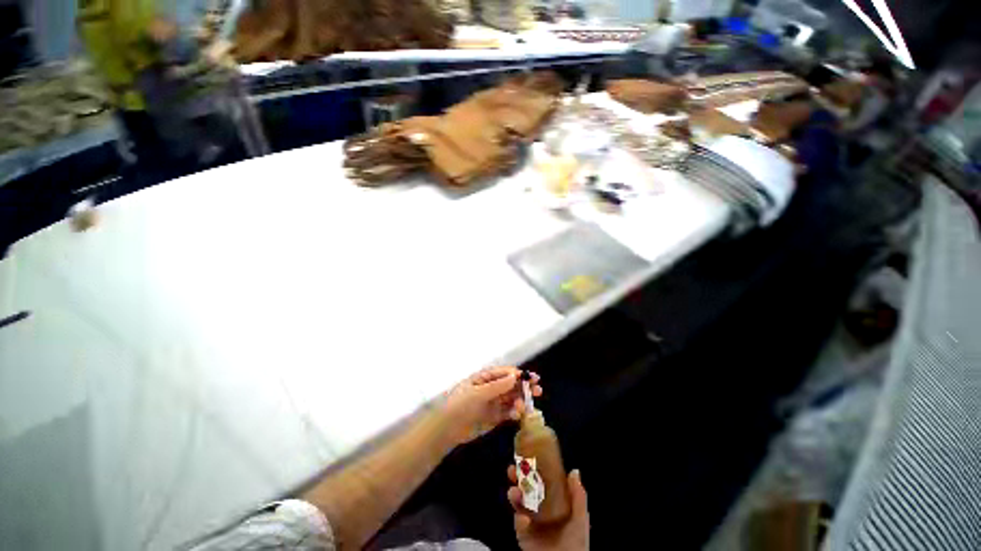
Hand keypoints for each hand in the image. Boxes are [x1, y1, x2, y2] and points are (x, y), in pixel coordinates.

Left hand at [441, 366, 541, 446]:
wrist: (448, 429)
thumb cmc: (460, 404)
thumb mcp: (478, 393)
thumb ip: (497, 386)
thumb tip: (515, 376)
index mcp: (486, 377)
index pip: (506, 373)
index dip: (519, 374)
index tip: (532, 378)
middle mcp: (492, 388)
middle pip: (512, 385)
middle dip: (524, 387)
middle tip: (537, 390)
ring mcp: (494, 402)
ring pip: (512, 398)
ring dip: (521, 400)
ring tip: (524, 406)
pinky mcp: (495, 417)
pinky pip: (509, 412)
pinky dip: (515, 412)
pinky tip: (517, 415)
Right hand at [507, 468, 589, 550]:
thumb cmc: (577, 541)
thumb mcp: (580, 517)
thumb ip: (578, 496)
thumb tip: (574, 471)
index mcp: (551, 499)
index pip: (539, 478)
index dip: (532, 467)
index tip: (526, 457)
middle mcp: (538, 506)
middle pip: (524, 486)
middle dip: (516, 477)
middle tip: (512, 470)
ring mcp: (530, 519)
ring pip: (518, 503)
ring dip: (514, 495)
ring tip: (514, 492)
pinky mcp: (524, 535)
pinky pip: (518, 525)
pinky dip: (519, 520)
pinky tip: (523, 519)